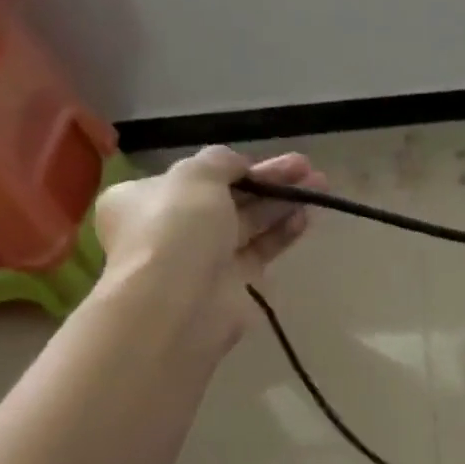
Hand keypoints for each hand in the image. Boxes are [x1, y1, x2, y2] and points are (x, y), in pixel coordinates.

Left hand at [94, 147, 325, 346]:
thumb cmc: (176, 229)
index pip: (195, 177)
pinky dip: (282, 232)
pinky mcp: (233, 282)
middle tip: (306, 166)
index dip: (233, 165)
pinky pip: (261, 249)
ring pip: (249, 222)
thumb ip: (220, 161)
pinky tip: (306, 216)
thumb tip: (238, 164)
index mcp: (145, 199)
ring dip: (282, 202)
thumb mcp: (195, 177)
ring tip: (320, 184)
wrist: (178, 304)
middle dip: (268, 180)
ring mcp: (204, 257)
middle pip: (228, 197)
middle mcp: (172, 227)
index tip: (267, 159)